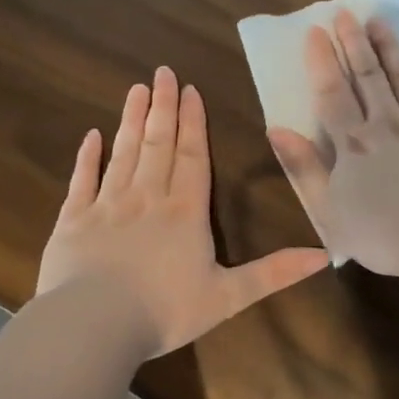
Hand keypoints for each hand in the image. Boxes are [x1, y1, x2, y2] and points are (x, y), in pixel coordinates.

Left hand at [38, 67, 328, 355]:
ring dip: (131, 120)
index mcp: (185, 211)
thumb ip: (274, 273)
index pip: (192, 156)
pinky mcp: (73, 220)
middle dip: (163, 107)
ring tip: (136, 90)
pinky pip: (82, 180)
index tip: (191, 90)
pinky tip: (91, 136)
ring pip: (123, 152)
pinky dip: (87, 157)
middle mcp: (147, 197)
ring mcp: (107, 205)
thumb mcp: (229, 296)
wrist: (93, 326)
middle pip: (158, 144)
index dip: (193, 122)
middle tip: (162, 72)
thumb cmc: (164, 310)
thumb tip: (325, 256)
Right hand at [267, 10, 398, 274]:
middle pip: (368, 76)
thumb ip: (304, 168)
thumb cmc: (383, 236)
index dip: (322, 61)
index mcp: (354, 143)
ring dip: (391, 47)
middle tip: (346, 14)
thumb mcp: (329, 210)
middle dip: (354, 42)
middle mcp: (389, 123)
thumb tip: (277, 129)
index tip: (316, 31)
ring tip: (380, 22)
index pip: (332, 93)